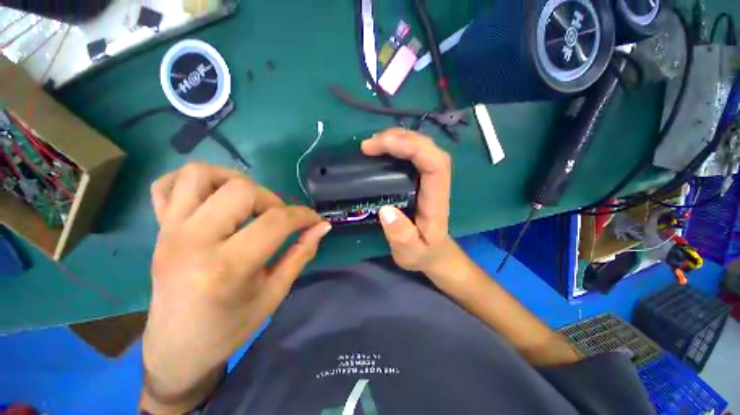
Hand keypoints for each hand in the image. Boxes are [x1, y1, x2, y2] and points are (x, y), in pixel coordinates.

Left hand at [142, 163, 330, 411]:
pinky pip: (162, 186)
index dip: (301, 216)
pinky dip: (181, 181)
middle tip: (273, 217)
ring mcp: (170, 231)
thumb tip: (320, 228)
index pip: (274, 223)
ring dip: (226, 178)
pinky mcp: (158, 229)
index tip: (311, 220)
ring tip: (237, 198)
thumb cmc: (226, 331)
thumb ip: (295, 259)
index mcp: (227, 268)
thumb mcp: (267, 300)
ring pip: (197, 173)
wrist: (179, 344)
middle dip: (267, 197)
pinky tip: (200, 197)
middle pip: (239, 189)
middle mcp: (195, 240)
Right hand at [362, 129, 458, 276]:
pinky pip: (415, 151)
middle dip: (401, 138)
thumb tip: (385, 210)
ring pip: (423, 146)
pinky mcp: (423, 176)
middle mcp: (438, 183)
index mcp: (436, 200)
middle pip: (429, 148)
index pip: (434, 164)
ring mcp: (432, 177)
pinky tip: (381, 146)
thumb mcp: (410, 253)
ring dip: (399, 138)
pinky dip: (398, 143)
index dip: (412, 147)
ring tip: (372, 143)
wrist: (435, 253)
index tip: (381, 146)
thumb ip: (402, 237)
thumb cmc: (423, 253)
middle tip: (369, 145)